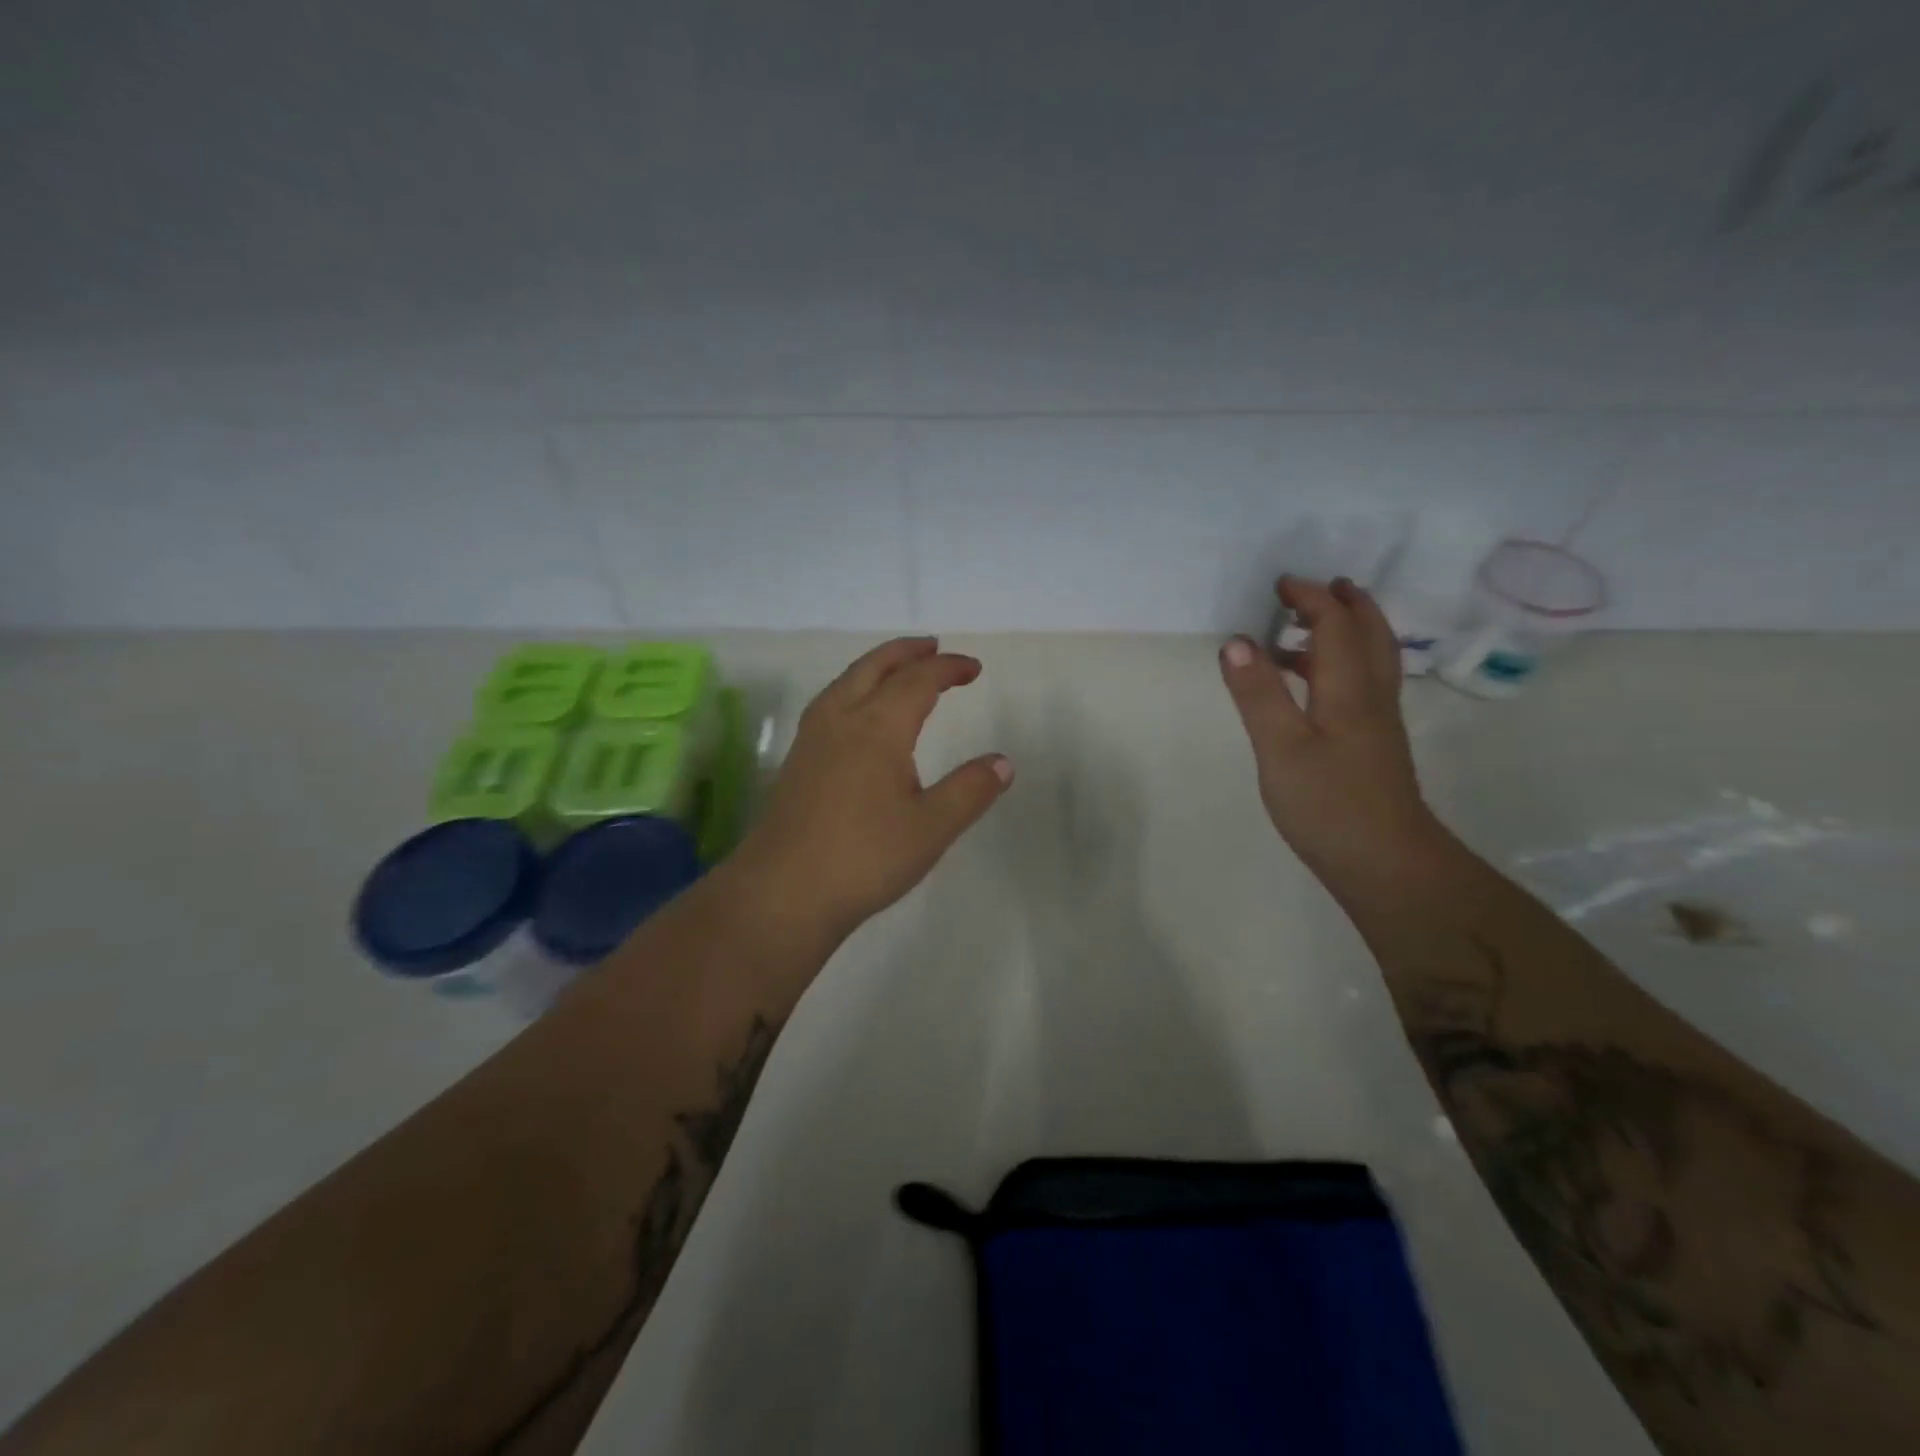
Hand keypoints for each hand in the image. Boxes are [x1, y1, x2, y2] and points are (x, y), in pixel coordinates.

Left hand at [733, 637, 1012, 941]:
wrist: (783, 892)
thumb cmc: (865, 857)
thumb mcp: (932, 827)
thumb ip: (970, 790)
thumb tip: (1003, 762)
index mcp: (878, 727)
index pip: (918, 681)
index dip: (948, 668)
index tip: (973, 668)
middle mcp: (841, 719)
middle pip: (874, 667)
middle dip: (906, 653)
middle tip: (933, 647)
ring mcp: (812, 739)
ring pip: (845, 682)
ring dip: (876, 666)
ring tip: (897, 670)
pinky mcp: (796, 762)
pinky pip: (829, 703)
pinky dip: (853, 688)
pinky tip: (856, 714)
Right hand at [1219, 577, 1444, 887]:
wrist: (1384, 862)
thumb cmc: (1328, 803)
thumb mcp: (1280, 747)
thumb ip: (1258, 693)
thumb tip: (1238, 640)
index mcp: (1349, 688)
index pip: (1336, 625)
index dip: (1311, 599)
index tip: (1281, 584)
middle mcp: (1371, 696)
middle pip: (1369, 635)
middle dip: (1346, 605)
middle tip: (1320, 588)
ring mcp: (1378, 722)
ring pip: (1372, 660)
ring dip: (1347, 633)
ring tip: (1309, 630)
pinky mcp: (1374, 745)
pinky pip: (1363, 684)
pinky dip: (1342, 665)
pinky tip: (1316, 688)